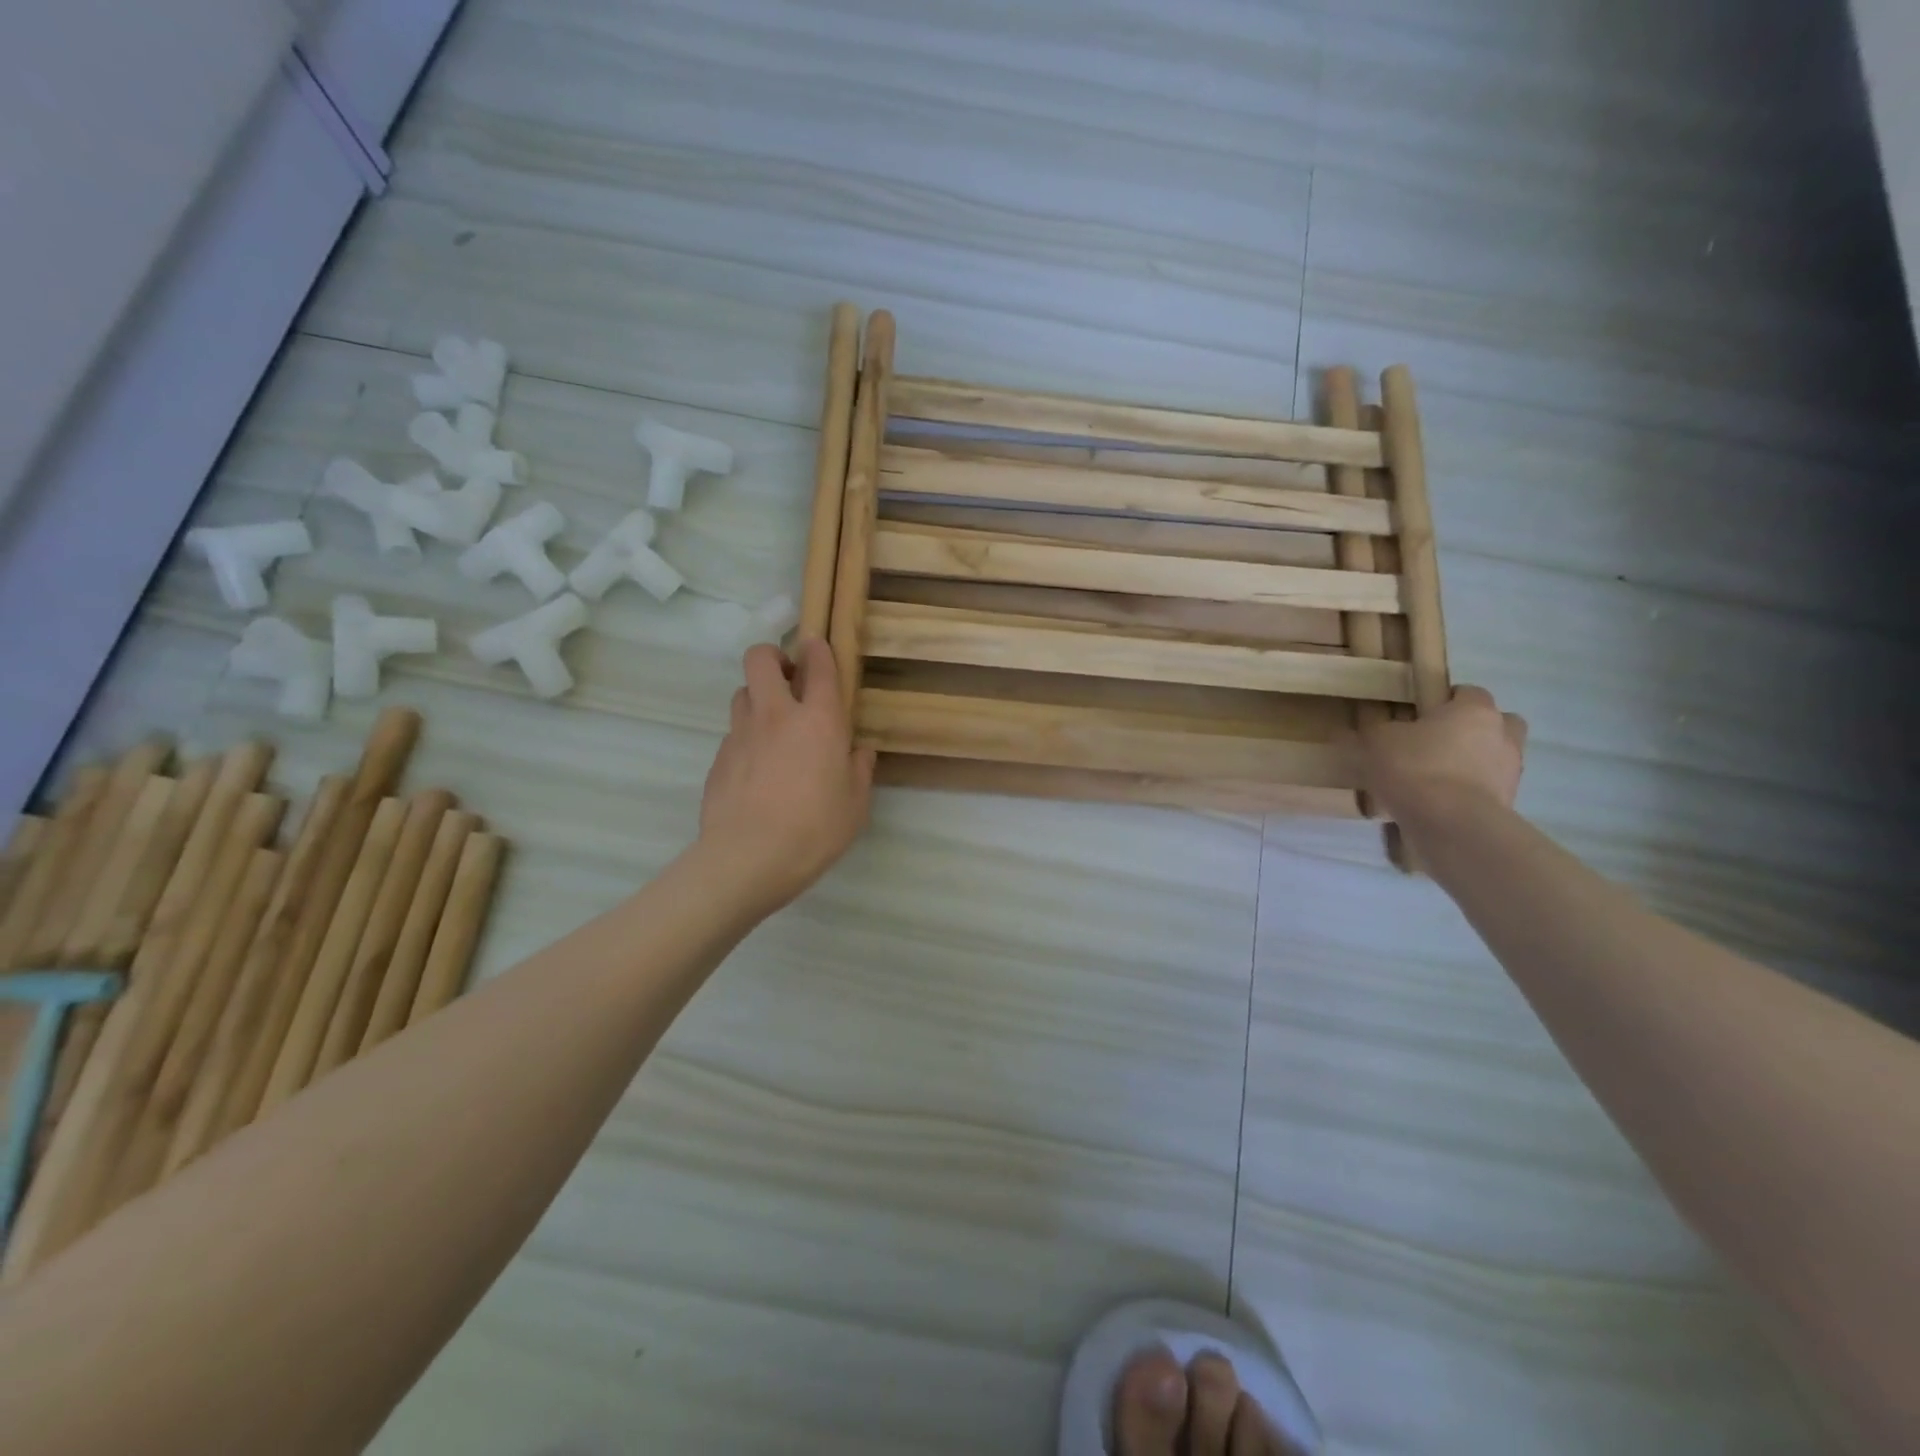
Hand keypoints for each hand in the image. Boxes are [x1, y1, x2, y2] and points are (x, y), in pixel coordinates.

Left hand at [698, 638, 875, 914]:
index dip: (818, 648)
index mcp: (819, 720)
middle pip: (761, 658)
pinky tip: (756, 768)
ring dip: (758, 697)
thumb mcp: (856, 804)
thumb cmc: (815, 829)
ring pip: (742, 692)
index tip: (818, 647)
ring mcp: (741, 734)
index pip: (818, 665)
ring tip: (772, 725)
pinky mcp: (719, 758)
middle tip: (789, 679)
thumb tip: (859, 751)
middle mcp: (777, 715)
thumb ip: (859, 770)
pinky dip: (746, 737)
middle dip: (774, 656)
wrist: (748, 858)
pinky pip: (733, 732)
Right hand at [1360, 685, 1526, 825]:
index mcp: (1475, 710)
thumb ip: (1384, 729)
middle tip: (1437, 744)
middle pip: (1495, 724)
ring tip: (1434, 780)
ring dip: (1471, 765)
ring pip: (1493, 759)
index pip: (1468, 692)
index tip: (1419, 715)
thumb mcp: (1379, 740)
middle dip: (1472, 731)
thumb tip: (1386, 732)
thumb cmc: (1415, 768)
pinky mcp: (1508, 804)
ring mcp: (1511, 772)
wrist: (1450, 825)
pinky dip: (1467, 793)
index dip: (1444, 700)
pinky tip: (1439, 804)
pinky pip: (1486, 790)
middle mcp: (1503, 735)